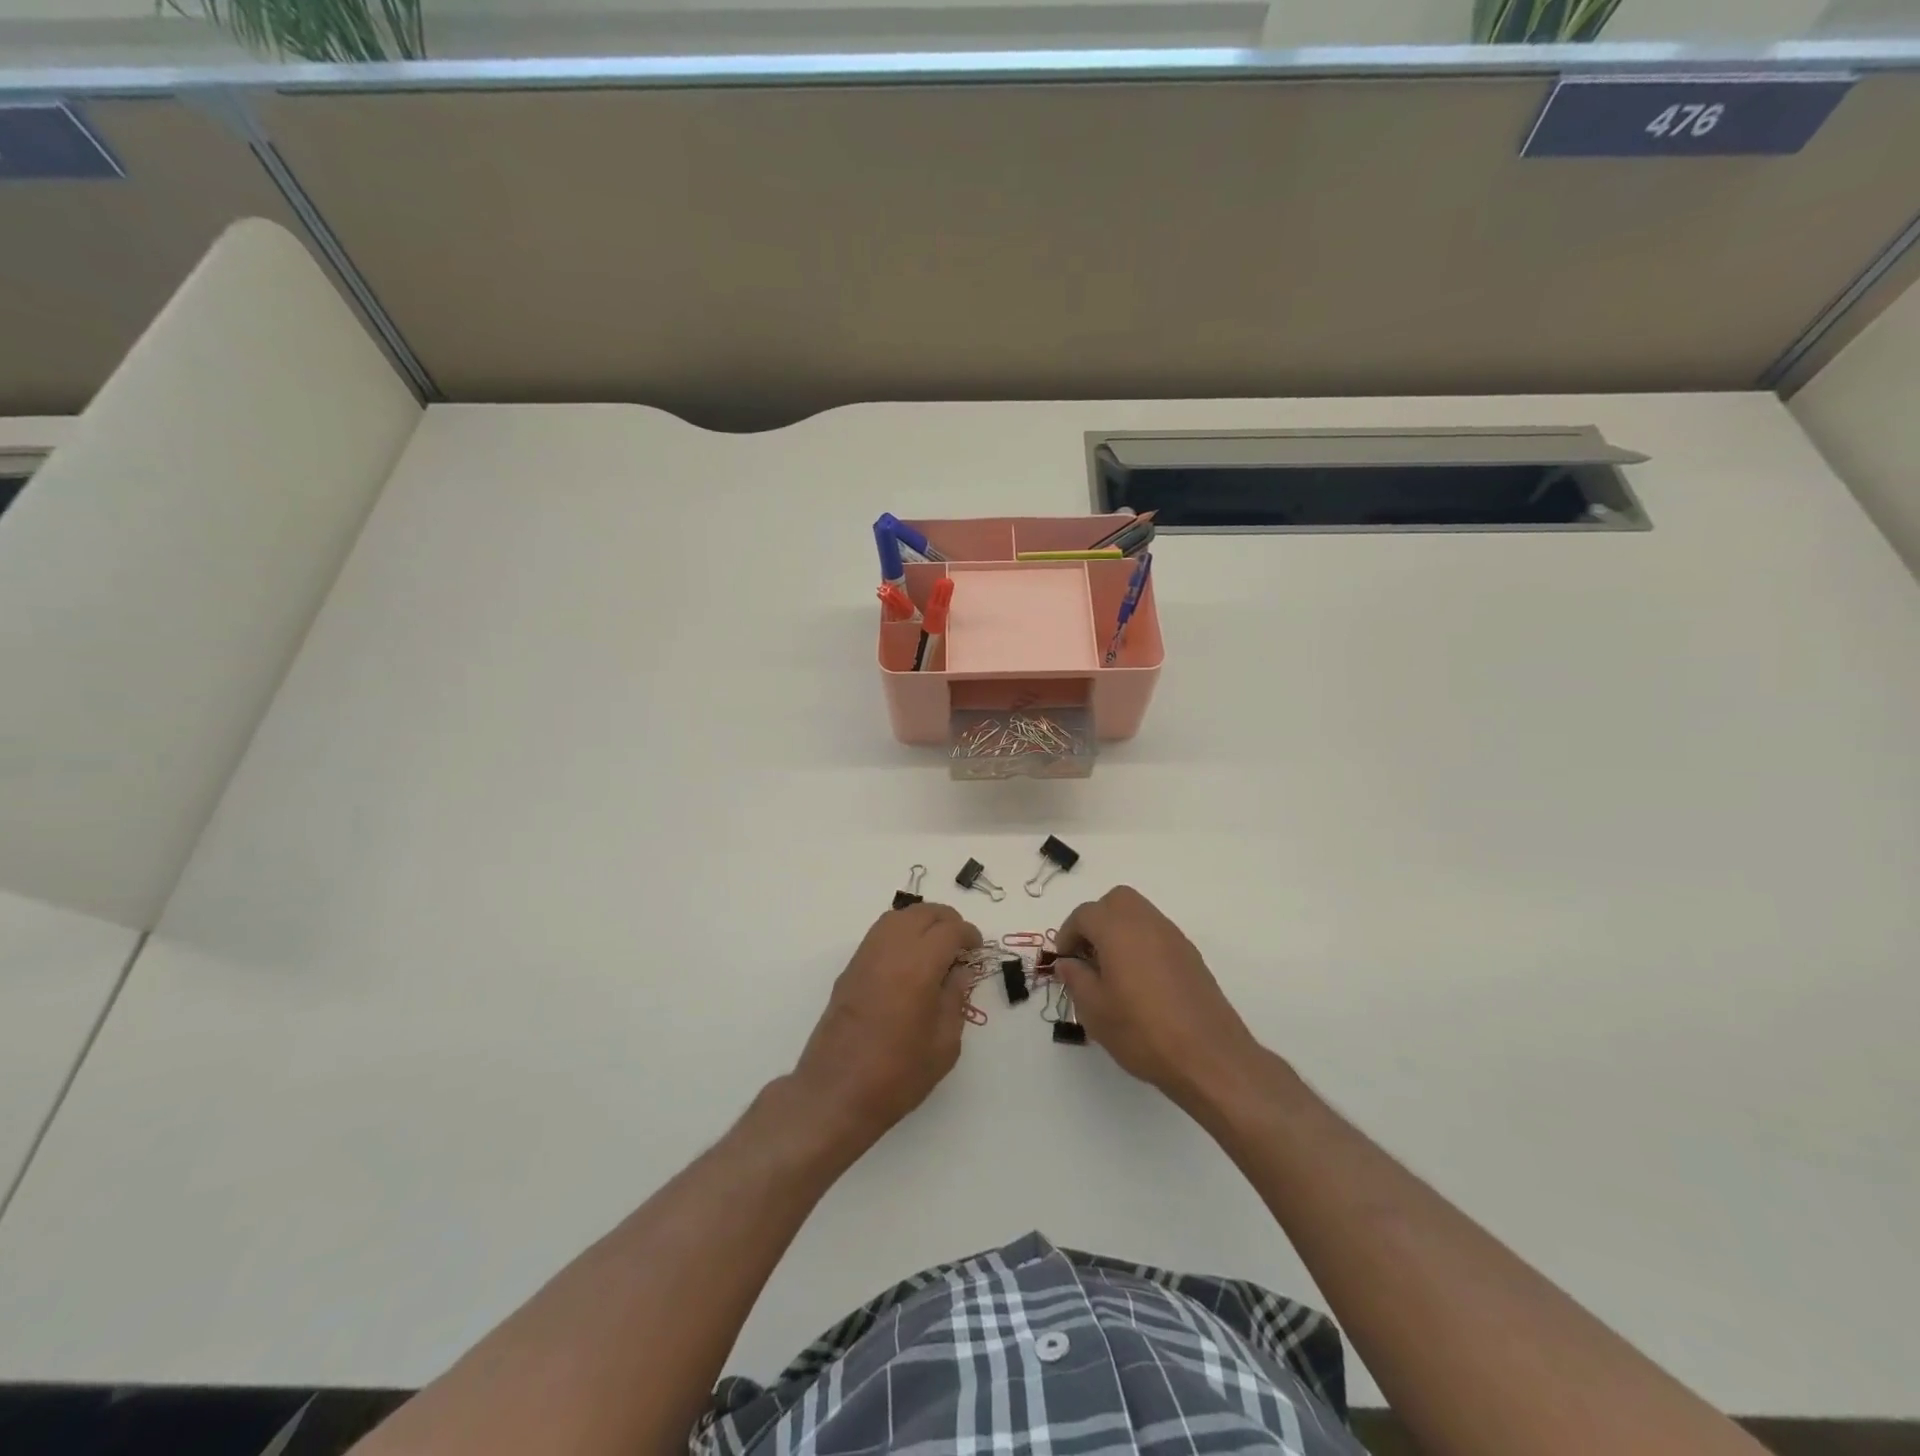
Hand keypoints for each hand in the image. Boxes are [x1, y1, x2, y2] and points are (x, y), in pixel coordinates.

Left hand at [790, 902, 981, 1150]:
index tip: (977, 948)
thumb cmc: (898, 1074)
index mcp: (918, 967)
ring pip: (897, 918)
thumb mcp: (944, 1044)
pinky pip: (879, 934)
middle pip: (922, 914)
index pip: (949, 930)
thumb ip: (955, 1000)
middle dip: (946, 920)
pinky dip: (899, 932)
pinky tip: (909, 958)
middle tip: (960, 942)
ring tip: (935, 945)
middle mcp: (890, 951)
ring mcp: (865, 957)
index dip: (968, 934)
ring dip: (920, 922)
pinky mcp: (850, 969)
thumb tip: (960, 972)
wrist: (836, 1093)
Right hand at [1055, 886, 1261, 1108]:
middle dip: (1096, 920)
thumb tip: (1068, 963)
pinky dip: (1141, 943)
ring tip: (1111, 969)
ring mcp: (1173, 937)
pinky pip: (1157, 934)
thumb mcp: (1095, 1010)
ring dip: (1119, 930)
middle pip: (1116, 901)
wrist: (1209, 1056)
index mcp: (1118, 929)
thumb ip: (1076, 979)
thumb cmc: (1142, 1031)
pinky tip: (1139, 981)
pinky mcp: (1190, 955)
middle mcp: (1147, 923)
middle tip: (1087, 954)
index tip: (1064, 961)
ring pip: (1139, 914)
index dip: (1068, 934)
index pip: (1084, 914)